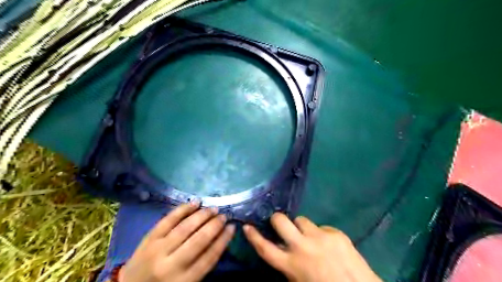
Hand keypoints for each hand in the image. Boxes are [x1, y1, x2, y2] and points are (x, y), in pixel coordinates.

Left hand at [119, 203, 235, 281]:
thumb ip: (202, 265)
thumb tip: (219, 239)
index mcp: (184, 281)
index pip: (209, 257)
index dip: (223, 240)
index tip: (232, 227)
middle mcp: (171, 265)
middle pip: (199, 240)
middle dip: (214, 225)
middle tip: (223, 216)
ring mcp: (158, 249)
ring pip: (185, 227)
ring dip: (202, 215)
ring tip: (213, 208)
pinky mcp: (149, 238)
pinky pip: (168, 220)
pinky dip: (183, 209)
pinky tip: (195, 203)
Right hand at [243, 214, 380, 281]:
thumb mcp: (299, 281)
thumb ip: (288, 265)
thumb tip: (282, 249)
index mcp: (292, 265)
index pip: (266, 249)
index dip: (254, 237)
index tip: (247, 226)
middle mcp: (303, 247)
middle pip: (281, 222)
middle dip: (277, 219)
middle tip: (279, 223)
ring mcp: (320, 237)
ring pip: (301, 220)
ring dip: (301, 227)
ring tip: (309, 237)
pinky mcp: (335, 233)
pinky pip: (321, 227)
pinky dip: (321, 233)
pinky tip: (329, 244)